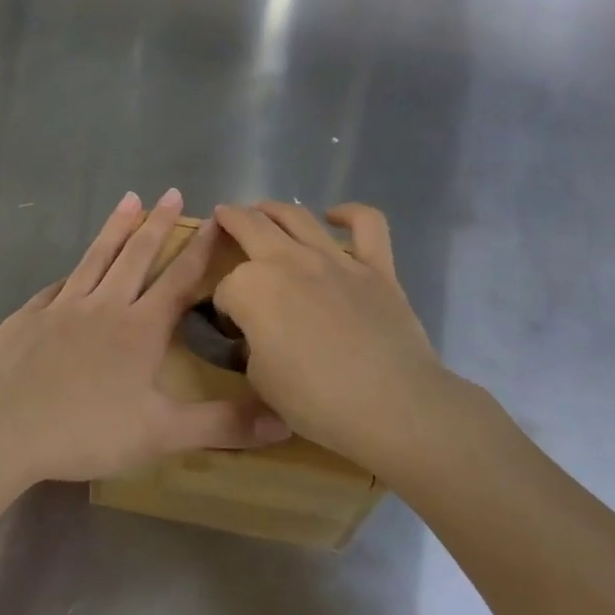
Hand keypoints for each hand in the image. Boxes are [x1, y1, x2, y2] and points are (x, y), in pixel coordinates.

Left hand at [0, 190, 290, 487]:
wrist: (2, 426)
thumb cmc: (86, 431)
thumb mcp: (160, 434)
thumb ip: (221, 425)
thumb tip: (284, 420)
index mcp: (139, 329)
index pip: (179, 280)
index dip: (200, 250)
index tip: (215, 220)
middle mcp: (104, 306)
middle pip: (136, 256)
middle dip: (158, 224)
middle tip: (171, 192)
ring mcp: (63, 307)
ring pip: (96, 257)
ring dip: (115, 228)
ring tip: (128, 199)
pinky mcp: (29, 316)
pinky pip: (57, 287)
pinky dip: (71, 273)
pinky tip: (70, 271)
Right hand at [213, 202, 468, 478]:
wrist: (392, 406)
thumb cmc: (316, 400)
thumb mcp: (260, 381)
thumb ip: (251, 346)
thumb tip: (258, 335)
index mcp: (251, 288)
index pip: (226, 289)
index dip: (224, 308)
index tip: (233, 328)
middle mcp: (287, 260)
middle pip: (249, 226)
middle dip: (230, 221)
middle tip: (222, 217)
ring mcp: (334, 259)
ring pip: (297, 216)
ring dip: (273, 208)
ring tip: (262, 209)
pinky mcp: (375, 267)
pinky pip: (367, 224)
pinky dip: (350, 213)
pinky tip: (335, 216)